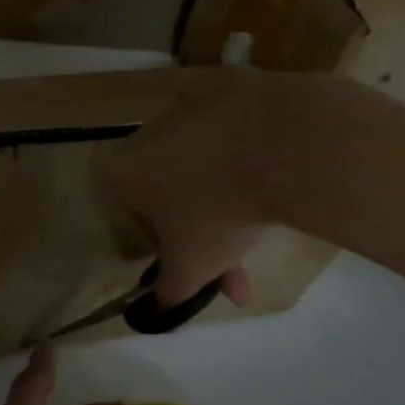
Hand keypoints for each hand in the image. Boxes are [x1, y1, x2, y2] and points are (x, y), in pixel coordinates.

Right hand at [97, 69, 354, 306]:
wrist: (286, 144)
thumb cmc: (219, 211)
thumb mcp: (192, 268)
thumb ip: (169, 293)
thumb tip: (156, 313)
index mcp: (122, 169)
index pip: (118, 203)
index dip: (146, 233)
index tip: (176, 253)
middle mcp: (146, 133)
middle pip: (165, 189)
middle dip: (197, 232)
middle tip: (232, 268)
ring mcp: (190, 108)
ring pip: (201, 166)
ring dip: (225, 204)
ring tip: (264, 236)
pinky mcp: (231, 91)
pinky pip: (232, 139)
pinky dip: (247, 163)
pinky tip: (273, 186)